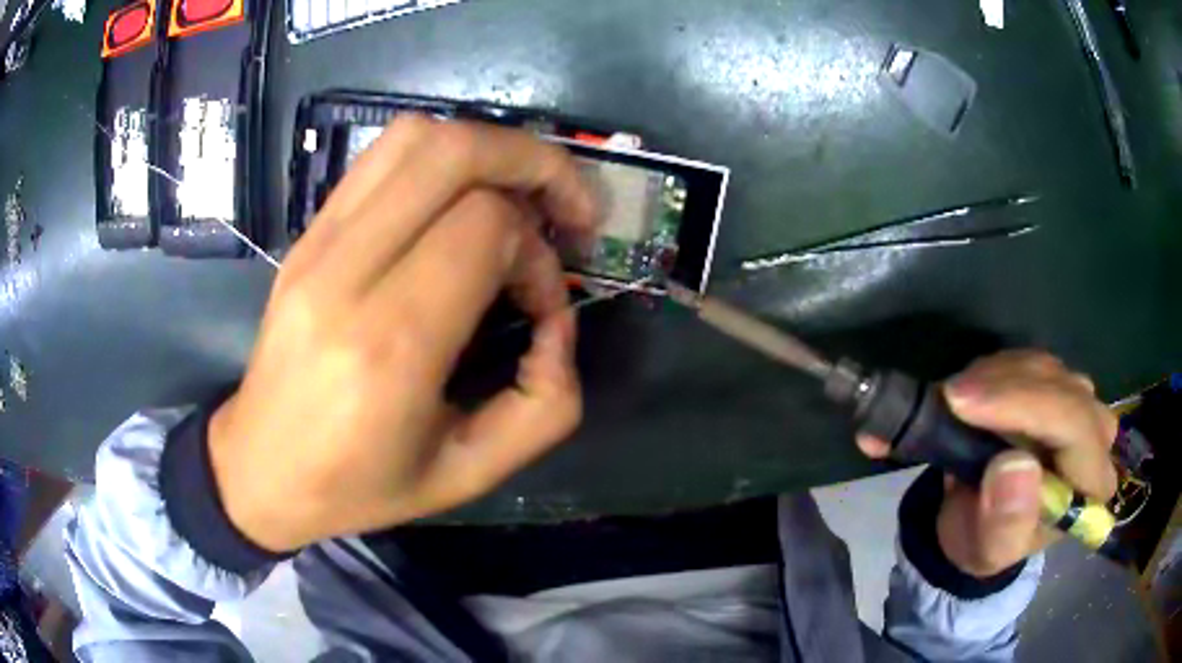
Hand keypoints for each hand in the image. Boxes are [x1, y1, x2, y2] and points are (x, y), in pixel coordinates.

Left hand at [207, 116, 597, 551]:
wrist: (259, 469)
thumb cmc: (358, 485)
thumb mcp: (468, 474)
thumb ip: (543, 406)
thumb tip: (559, 322)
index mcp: (387, 345)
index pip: (486, 228)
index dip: (538, 252)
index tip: (544, 301)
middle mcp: (344, 273)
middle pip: (452, 154)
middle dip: (532, 163)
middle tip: (566, 207)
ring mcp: (316, 243)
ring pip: (415, 137)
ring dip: (486, 149)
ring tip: (519, 194)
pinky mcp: (306, 234)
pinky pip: (382, 158)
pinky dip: (441, 159)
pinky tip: (460, 201)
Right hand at [858, 351, 1118, 576]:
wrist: (977, 521)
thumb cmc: (985, 542)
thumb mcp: (989, 551)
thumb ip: (1006, 523)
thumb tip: (1016, 467)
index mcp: (1092, 483)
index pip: (1074, 425)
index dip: (1025, 405)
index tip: (964, 403)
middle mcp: (1096, 434)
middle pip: (1062, 388)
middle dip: (1005, 387)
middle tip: (950, 398)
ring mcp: (1080, 401)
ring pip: (1043, 367)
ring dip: (995, 378)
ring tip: (953, 402)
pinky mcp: (1057, 382)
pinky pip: (1028, 360)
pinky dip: (994, 370)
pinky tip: (970, 392)